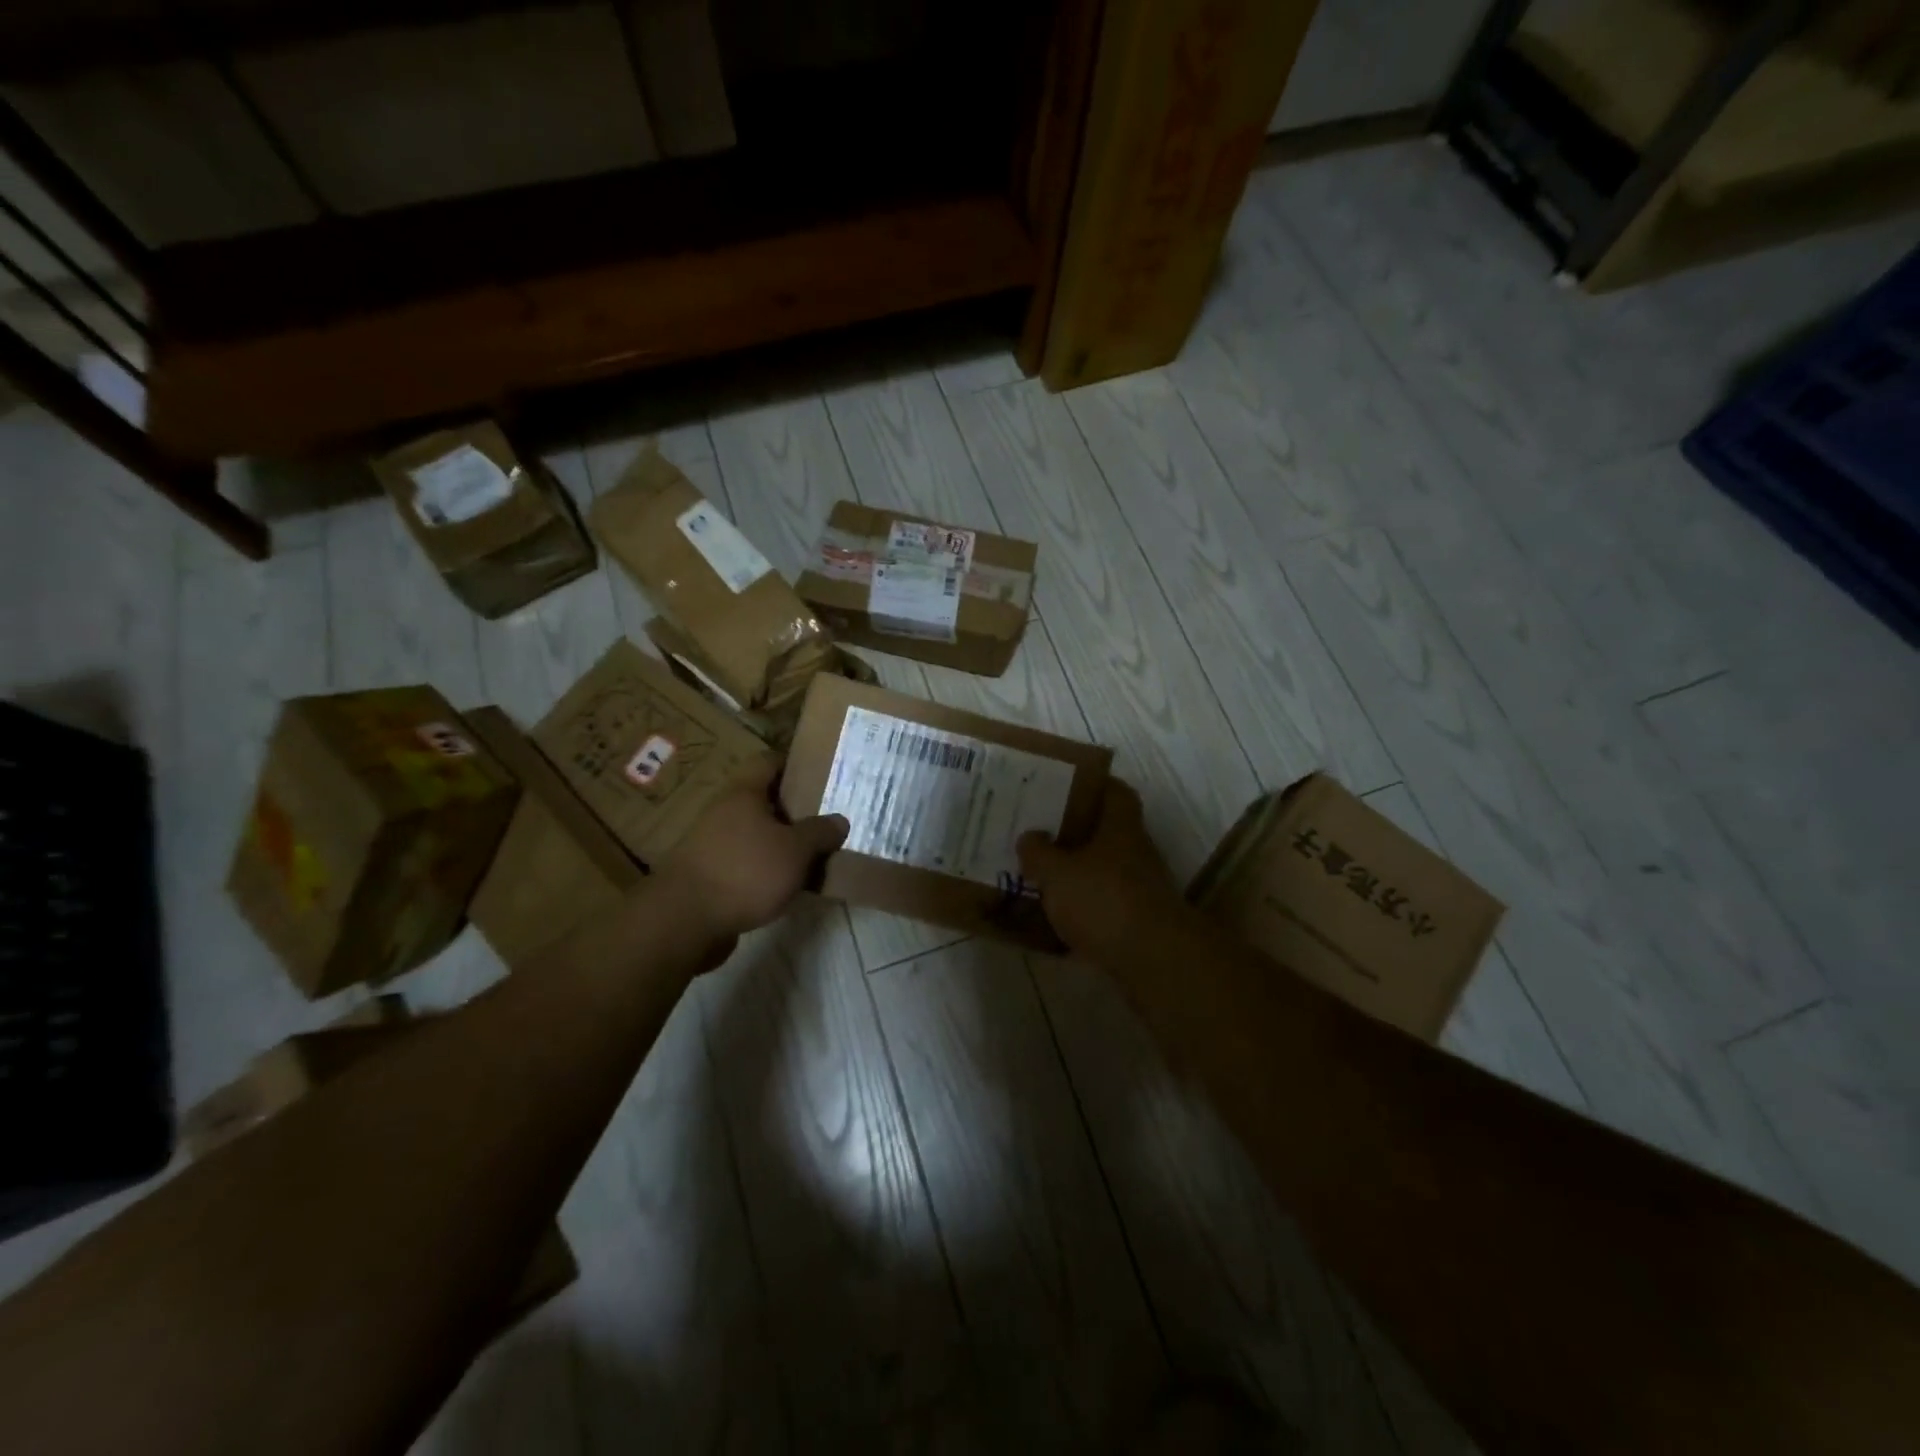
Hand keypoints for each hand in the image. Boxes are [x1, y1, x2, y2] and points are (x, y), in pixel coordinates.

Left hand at [660, 768, 847, 946]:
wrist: (685, 921)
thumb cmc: (746, 871)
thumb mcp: (796, 850)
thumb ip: (820, 833)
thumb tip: (839, 820)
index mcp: (743, 793)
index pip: (768, 761)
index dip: (794, 764)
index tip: (820, 776)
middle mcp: (724, 811)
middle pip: (764, 800)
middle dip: (794, 810)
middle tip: (826, 821)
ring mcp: (713, 844)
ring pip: (757, 834)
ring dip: (782, 843)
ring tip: (814, 856)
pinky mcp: (710, 875)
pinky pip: (747, 862)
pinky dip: (767, 869)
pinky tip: (789, 885)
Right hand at [1017, 779, 1181, 954]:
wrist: (1152, 959)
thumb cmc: (1103, 900)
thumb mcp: (1057, 873)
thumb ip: (1039, 853)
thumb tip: (1029, 836)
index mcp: (1121, 827)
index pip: (1116, 792)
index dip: (1093, 785)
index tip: (1064, 786)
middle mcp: (1136, 852)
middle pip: (1107, 832)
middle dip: (1075, 832)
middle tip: (1040, 832)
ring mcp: (1141, 888)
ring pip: (1104, 870)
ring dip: (1078, 872)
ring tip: (1041, 875)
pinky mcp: (1137, 922)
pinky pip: (1104, 906)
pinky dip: (1083, 909)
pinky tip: (1055, 918)